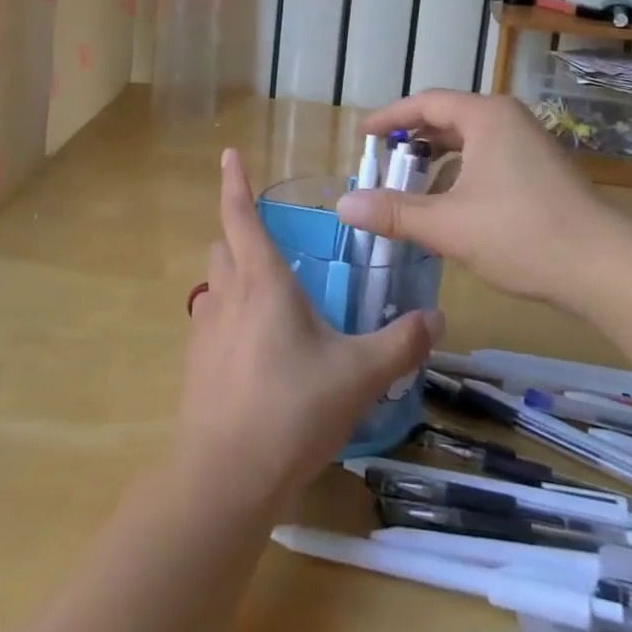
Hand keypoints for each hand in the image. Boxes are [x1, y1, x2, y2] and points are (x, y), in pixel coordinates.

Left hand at [176, 149, 443, 506]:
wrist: (224, 478)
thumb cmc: (292, 409)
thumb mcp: (359, 375)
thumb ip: (401, 344)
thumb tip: (436, 317)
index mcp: (262, 282)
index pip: (240, 215)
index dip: (234, 182)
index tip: (229, 153)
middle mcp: (226, 295)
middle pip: (223, 245)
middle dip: (239, 233)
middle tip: (271, 243)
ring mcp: (204, 329)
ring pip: (214, 283)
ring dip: (233, 276)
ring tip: (267, 297)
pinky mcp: (195, 364)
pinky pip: (210, 321)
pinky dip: (228, 317)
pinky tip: (256, 350)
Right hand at [336, 90, 631, 305]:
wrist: (606, 269)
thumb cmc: (522, 234)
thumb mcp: (449, 225)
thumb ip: (394, 212)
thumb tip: (344, 206)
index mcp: (486, 117)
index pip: (426, 103)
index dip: (390, 118)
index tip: (363, 135)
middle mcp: (508, 120)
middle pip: (448, 119)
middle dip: (413, 141)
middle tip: (384, 164)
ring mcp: (529, 145)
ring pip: (470, 142)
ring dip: (437, 162)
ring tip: (412, 189)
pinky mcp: (542, 171)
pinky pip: (488, 159)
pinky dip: (461, 175)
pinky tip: (452, 209)